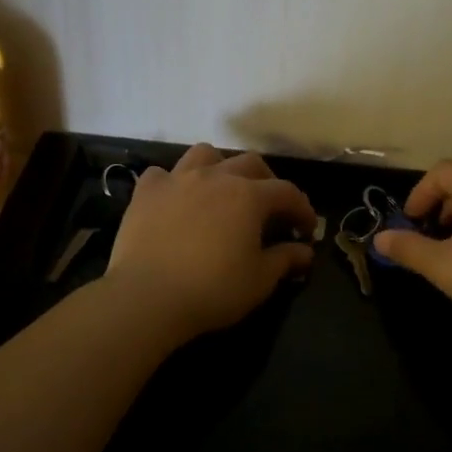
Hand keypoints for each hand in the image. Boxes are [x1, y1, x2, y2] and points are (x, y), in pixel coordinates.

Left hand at [106, 144, 317, 341]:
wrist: (148, 296)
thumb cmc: (213, 289)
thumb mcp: (260, 280)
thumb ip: (285, 259)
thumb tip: (305, 251)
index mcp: (248, 196)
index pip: (287, 192)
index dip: (302, 209)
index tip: (306, 230)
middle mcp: (215, 176)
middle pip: (250, 164)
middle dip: (267, 182)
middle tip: (269, 209)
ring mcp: (177, 179)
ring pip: (205, 155)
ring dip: (220, 167)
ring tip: (221, 190)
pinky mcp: (146, 192)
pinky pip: (162, 174)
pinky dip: (173, 183)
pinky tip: (175, 201)